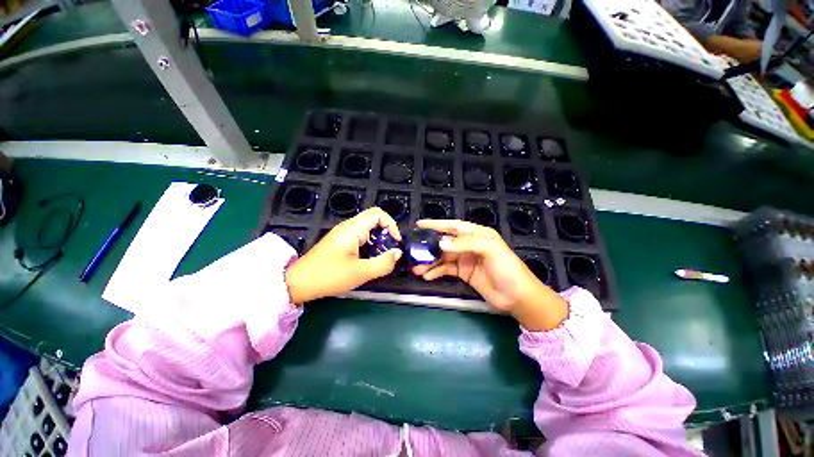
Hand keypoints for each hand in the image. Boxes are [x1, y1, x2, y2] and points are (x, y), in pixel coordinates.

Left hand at [285, 208, 401, 303]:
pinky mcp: (341, 243)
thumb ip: (383, 263)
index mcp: (353, 229)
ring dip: (379, 242)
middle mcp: (348, 227)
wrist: (298, 283)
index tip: (395, 242)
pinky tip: (369, 260)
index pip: (378, 214)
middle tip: (390, 252)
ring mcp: (343, 234)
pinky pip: (361, 238)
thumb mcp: (360, 273)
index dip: (391, 225)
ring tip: (381, 258)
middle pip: (374, 221)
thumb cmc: (329, 276)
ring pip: (368, 230)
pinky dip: (370, 246)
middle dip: (386, 235)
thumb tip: (398, 253)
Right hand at [412, 220, 566, 330]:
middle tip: (414, 250)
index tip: (419, 225)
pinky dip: (436, 272)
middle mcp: (469, 244)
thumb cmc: (507, 268)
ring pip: (443, 257)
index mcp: (477, 234)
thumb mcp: (489, 249)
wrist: (517, 296)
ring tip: (416, 268)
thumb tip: (440, 242)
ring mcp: (465, 259)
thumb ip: (464, 243)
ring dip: (430, 262)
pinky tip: (426, 276)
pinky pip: (446, 270)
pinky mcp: (463, 273)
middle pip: (445, 242)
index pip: (453, 226)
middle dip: (429, 246)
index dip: (436, 224)